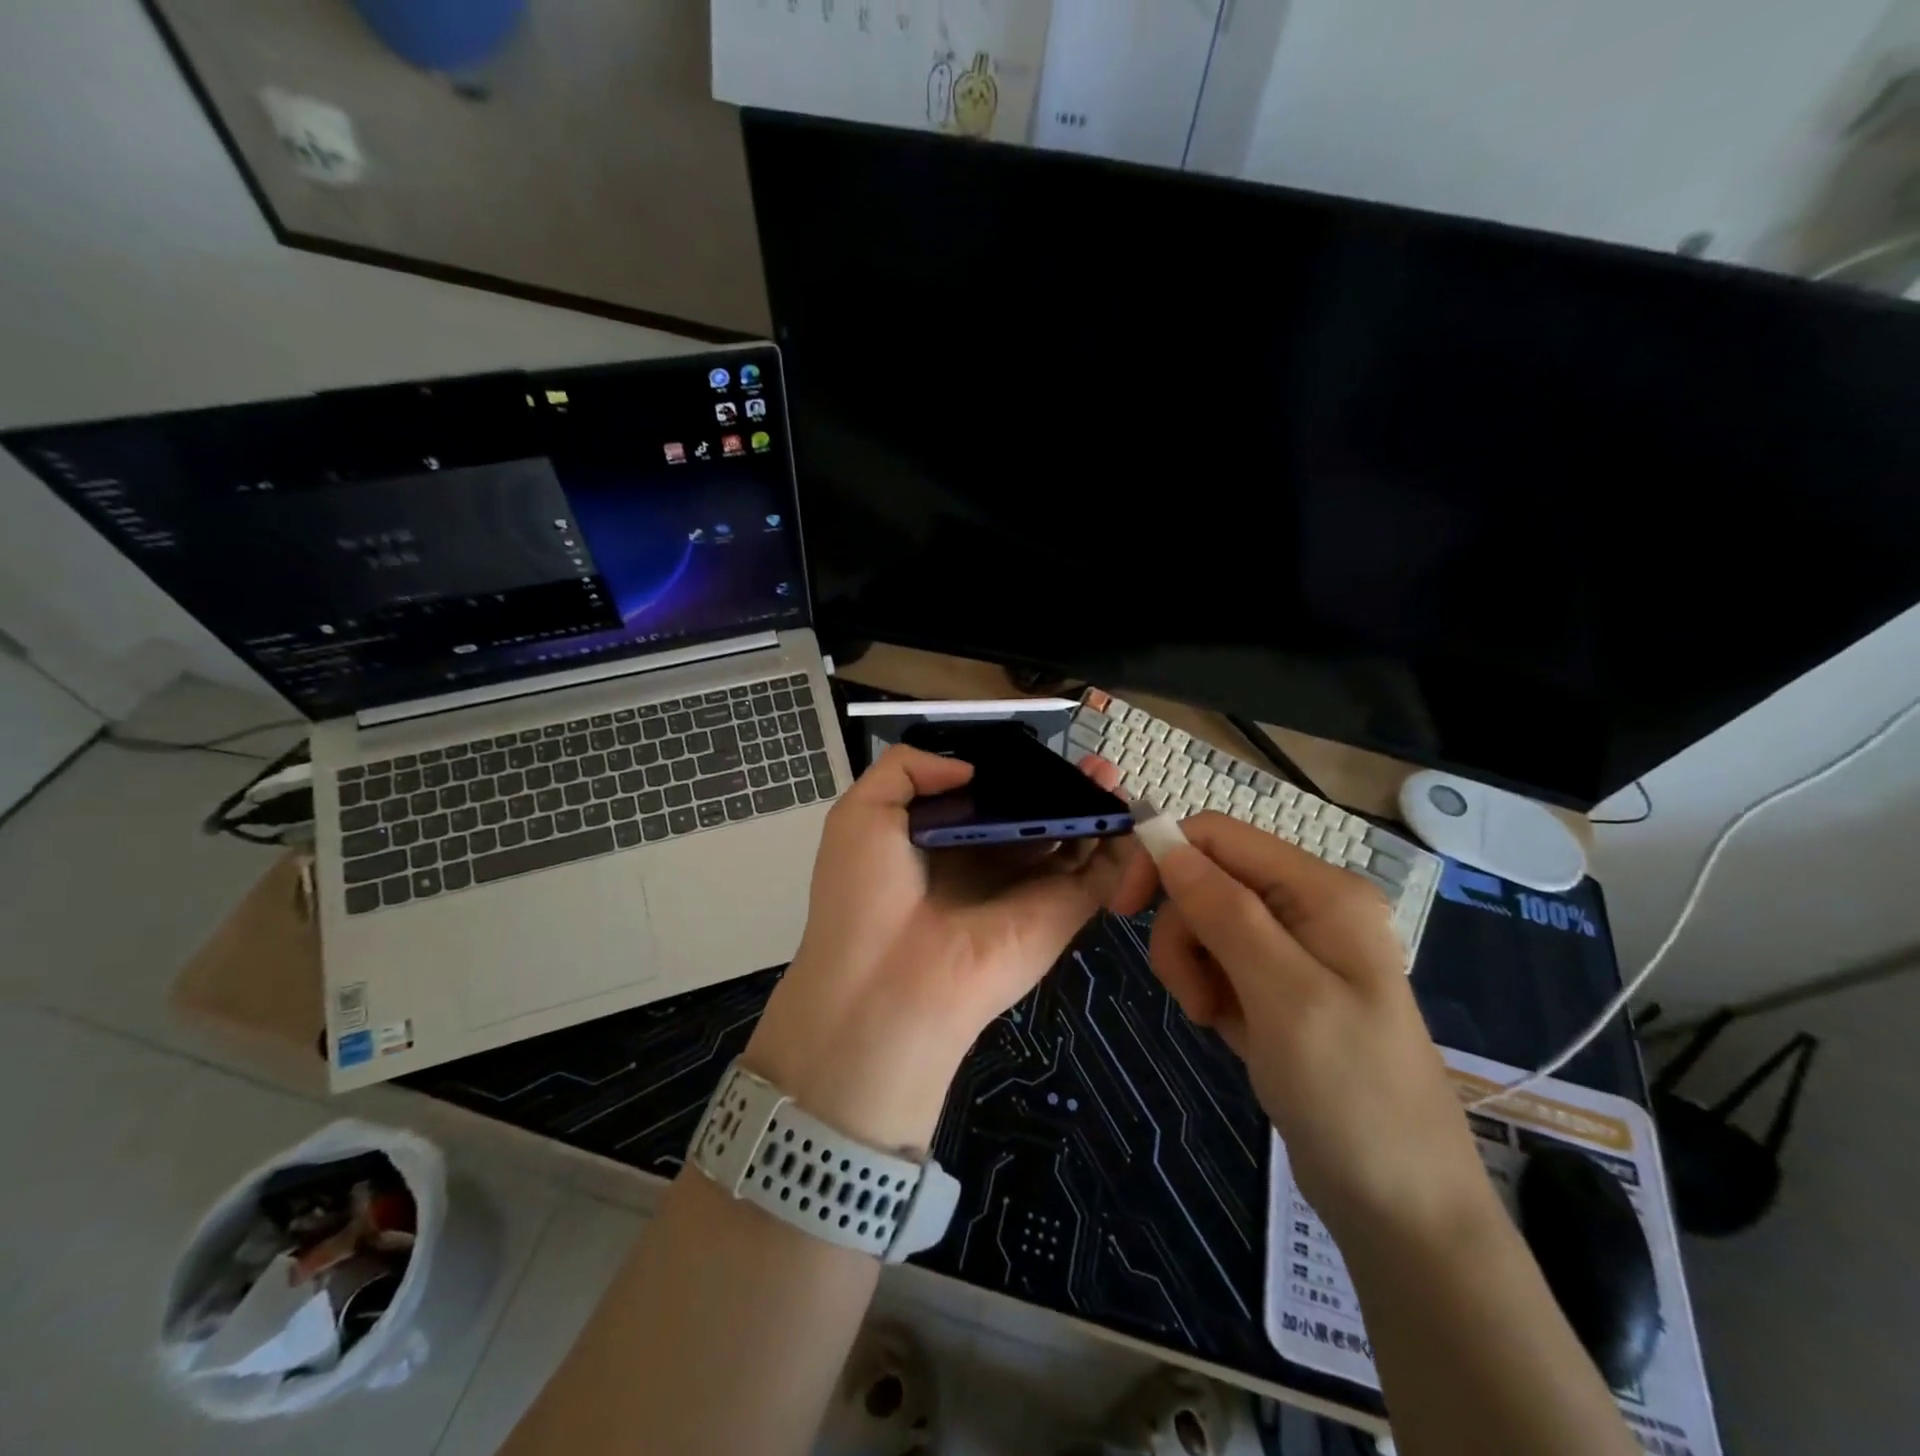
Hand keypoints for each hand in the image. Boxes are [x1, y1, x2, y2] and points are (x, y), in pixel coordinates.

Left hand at [742, 745, 1133, 1151]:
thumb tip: (969, 768)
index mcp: (942, 842)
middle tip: (1087, 760)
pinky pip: (1100, 875)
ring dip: (1093, 806)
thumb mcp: (862, 812)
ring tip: (1108, 774)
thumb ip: (907, 769)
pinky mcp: (1062, 913)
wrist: (888, 987)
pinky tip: (1127, 811)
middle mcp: (988, 863)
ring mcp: (1029, 889)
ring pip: (1071, 840)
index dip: (1011, 775)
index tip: (1032, 751)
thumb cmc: (866, 894)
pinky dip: (1120, 846)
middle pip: (1035, 817)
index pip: (987, 800)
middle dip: (1061, 787)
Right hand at [1112, 813, 1492, 1245]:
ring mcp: (1295, 949)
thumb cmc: (1350, 1092)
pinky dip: (1207, 988)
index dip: (1163, 857)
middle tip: (1192, 995)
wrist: (1403, 1205)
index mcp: (1321, 891)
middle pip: (1207, 880)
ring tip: (1212, 1018)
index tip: (1123, 909)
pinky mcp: (1280, 987)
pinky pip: (1219, 962)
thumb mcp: (1283, 994)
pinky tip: (1227, 1028)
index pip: (1218, 836)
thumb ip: (1224, 911)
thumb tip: (1166, 844)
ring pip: (1205, 922)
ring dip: (1191, 965)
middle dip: (1182, 931)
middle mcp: (1308, 907)